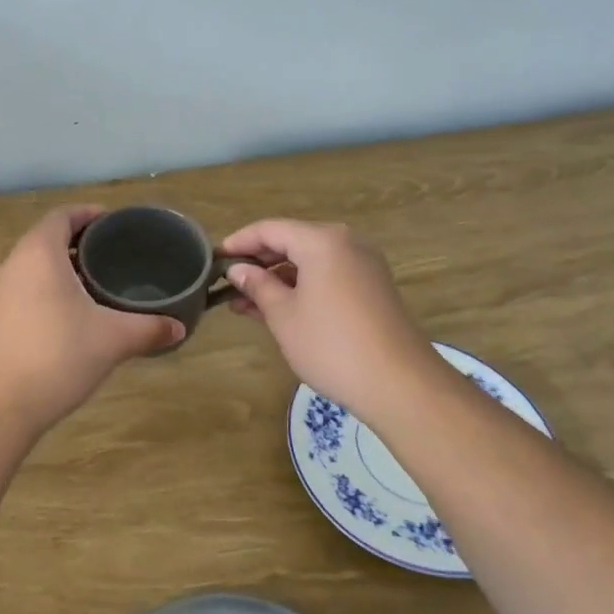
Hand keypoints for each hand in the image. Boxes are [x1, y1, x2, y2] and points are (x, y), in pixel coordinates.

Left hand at [0, 206, 183, 433]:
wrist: (1, 405)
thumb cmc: (58, 356)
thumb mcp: (113, 339)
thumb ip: (149, 328)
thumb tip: (178, 327)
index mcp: (39, 253)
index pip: (63, 215)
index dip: (89, 213)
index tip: (115, 222)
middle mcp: (14, 263)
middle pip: (47, 237)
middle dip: (79, 240)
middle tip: (114, 251)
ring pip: (34, 263)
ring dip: (63, 265)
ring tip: (97, 280)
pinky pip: (25, 286)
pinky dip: (48, 286)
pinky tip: (72, 311)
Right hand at [220, 218, 443, 425]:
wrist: (400, 384)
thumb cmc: (331, 345)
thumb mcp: (283, 315)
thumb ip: (258, 286)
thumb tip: (238, 270)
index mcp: (322, 240)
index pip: (269, 229)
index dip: (239, 242)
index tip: (213, 259)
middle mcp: (346, 243)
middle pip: (291, 241)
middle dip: (258, 263)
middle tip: (228, 284)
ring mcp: (363, 265)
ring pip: (309, 262)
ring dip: (278, 279)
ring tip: (245, 304)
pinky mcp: (372, 288)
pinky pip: (327, 276)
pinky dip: (301, 288)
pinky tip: (278, 310)